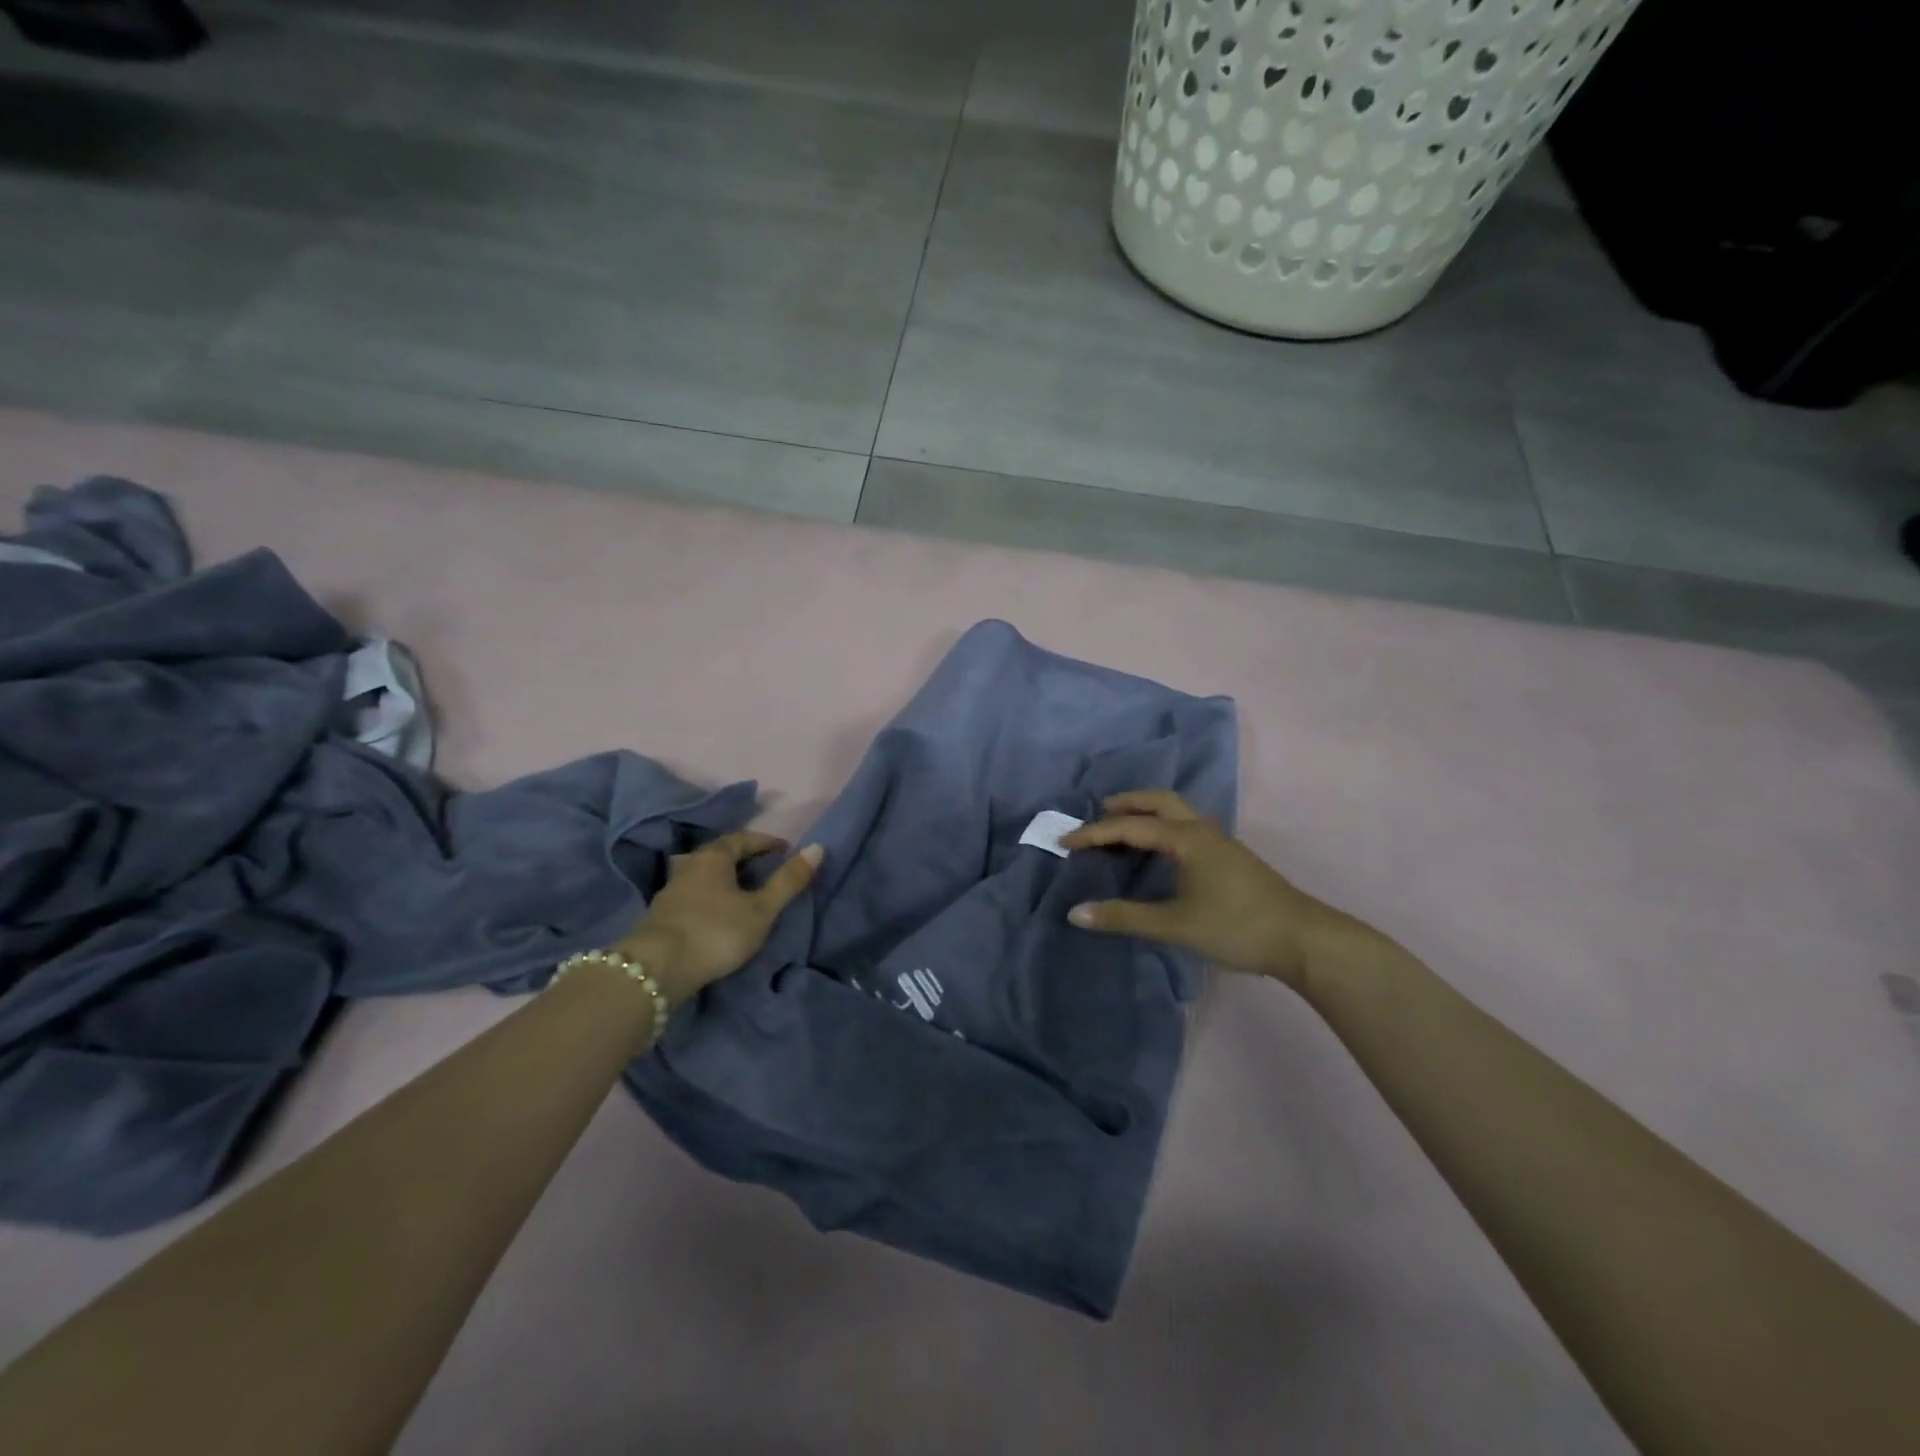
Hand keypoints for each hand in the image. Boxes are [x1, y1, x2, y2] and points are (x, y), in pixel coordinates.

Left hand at [615, 833, 821, 1006]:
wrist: (656, 970)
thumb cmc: (715, 932)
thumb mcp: (761, 909)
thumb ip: (788, 881)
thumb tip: (818, 847)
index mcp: (713, 857)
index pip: (743, 838)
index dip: (767, 842)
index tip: (786, 850)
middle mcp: (690, 866)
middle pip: (721, 854)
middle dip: (746, 858)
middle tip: (768, 869)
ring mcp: (672, 891)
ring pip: (705, 875)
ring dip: (727, 879)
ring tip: (746, 892)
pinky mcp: (662, 916)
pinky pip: (695, 895)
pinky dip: (712, 897)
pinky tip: (720, 913)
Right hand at [1060, 791, 1361, 988]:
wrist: (1304, 940)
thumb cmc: (1236, 926)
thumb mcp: (1175, 925)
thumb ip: (1124, 917)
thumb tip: (1075, 912)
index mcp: (1186, 838)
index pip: (1130, 826)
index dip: (1094, 833)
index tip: (1065, 841)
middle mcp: (1202, 830)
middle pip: (1158, 801)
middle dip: (1125, 803)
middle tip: (1097, 811)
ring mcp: (1220, 842)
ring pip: (1176, 812)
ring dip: (1146, 812)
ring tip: (1123, 826)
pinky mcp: (1229, 858)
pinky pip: (1186, 827)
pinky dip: (1162, 827)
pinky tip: (1160, 850)